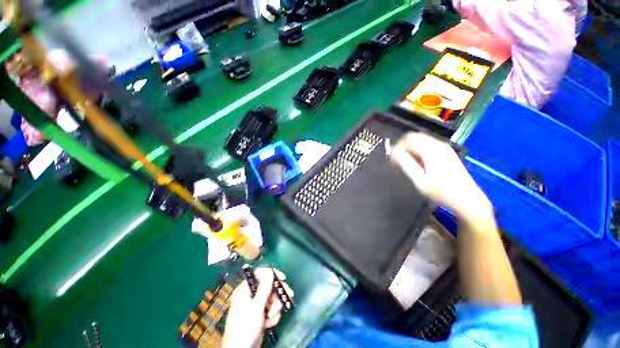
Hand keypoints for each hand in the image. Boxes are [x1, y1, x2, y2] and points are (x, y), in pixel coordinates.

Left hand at [223, 268, 292, 347]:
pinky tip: (269, 323)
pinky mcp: (261, 314)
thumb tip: (270, 271)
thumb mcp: (256, 306)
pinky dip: (273, 316)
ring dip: (275, 308)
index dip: (272, 274)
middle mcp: (250, 294)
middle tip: (288, 295)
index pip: (260, 273)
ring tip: (271, 317)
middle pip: (269, 285)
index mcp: (245, 289)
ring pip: (272, 297)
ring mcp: (256, 305)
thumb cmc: (246, 327)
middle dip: (277, 294)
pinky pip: (272, 308)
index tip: (283, 278)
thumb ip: (264, 288)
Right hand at [390, 132, 491, 221]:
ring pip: (420, 139)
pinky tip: (417, 162)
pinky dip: (418, 149)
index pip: (406, 140)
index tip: (392, 162)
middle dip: (402, 146)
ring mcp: (444, 147)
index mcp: (430, 150)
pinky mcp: (447, 151)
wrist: (467, 198)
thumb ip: (405, 164)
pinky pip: (428, 144)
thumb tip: (393, 153)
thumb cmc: (441, 191)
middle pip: (413, 136)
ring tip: (406, 163)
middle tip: (397, 161)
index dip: (396, 149)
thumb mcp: (419, 180)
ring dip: (410, 148)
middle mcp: (438, 144)